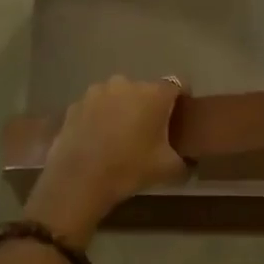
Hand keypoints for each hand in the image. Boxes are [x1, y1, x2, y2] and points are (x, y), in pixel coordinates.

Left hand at [23, 75, 187, 244]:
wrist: (79, 180)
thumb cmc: (129, 168)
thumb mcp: (168, 169)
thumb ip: (183, 161)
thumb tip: (187, 163)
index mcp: (153, 94)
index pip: (177, 85)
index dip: (182, 98)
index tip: (181, 115)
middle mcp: (126, 83)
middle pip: (145, 91)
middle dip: (148, 107)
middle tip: (148, 132)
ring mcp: (97, 91)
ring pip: (117, 96)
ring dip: (121, 109)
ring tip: (118, 136)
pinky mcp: (76, 103)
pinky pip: (95, 107)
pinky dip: (99, 117)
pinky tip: (96, 140)